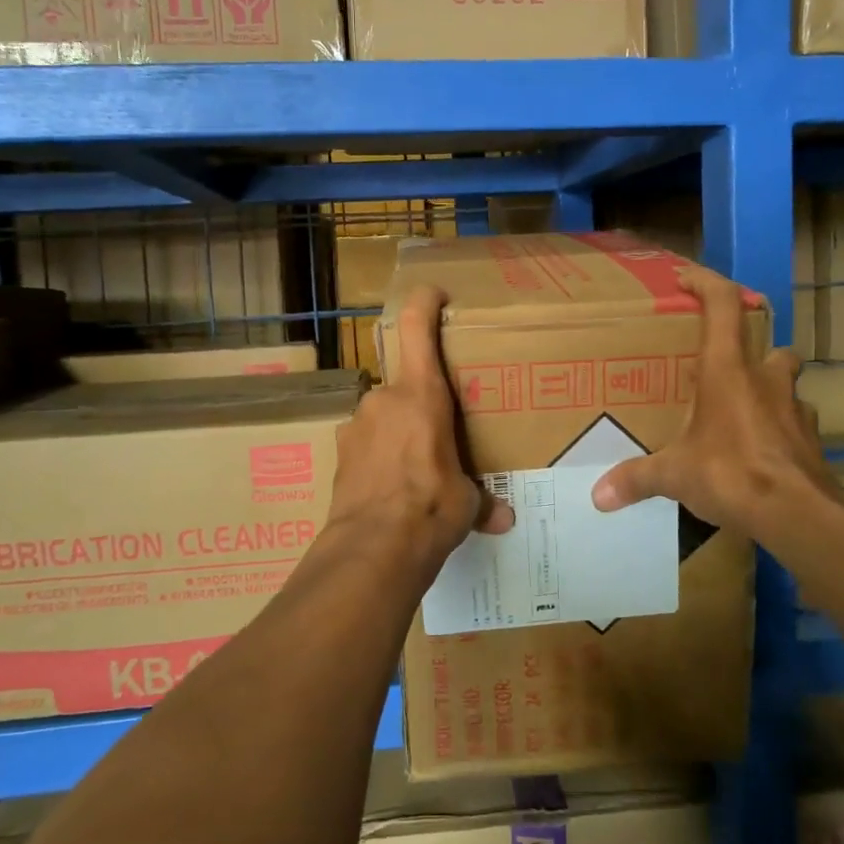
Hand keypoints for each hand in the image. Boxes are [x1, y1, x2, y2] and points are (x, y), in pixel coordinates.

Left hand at [328, 286, 513, 569]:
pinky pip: (366, 443)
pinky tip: (391, 489)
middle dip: (421, 404)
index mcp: (422, 395)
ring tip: (416, 469)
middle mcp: (384, 399)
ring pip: (384, 416)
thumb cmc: (431, 508)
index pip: (416, 327)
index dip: (424, 302)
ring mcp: (355, 424)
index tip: (435, 294)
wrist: (372, 548)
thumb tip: (504, 519)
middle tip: (440, 434)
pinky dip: (379, 457)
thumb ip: (482, 502)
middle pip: (404, 384)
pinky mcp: (339, 453)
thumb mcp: (466, 503)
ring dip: (399, 433)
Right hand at [591, 268, 837, 536]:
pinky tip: (758, 452)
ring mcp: (794, 409)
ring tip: (740, 415)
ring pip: (786, 385)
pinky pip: (793, 424)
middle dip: (751, 352)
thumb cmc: (730, 472)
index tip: (686, 278)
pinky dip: (777, 431)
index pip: (723, 305)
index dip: (706, 282)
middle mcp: (765, 380)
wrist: (798, 513)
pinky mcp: (811, 441)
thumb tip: (598, 496)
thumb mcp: (674, 475)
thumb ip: (636, 479)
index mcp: (727, 370)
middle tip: (723, 371)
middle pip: (770, 346)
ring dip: (768, 391)